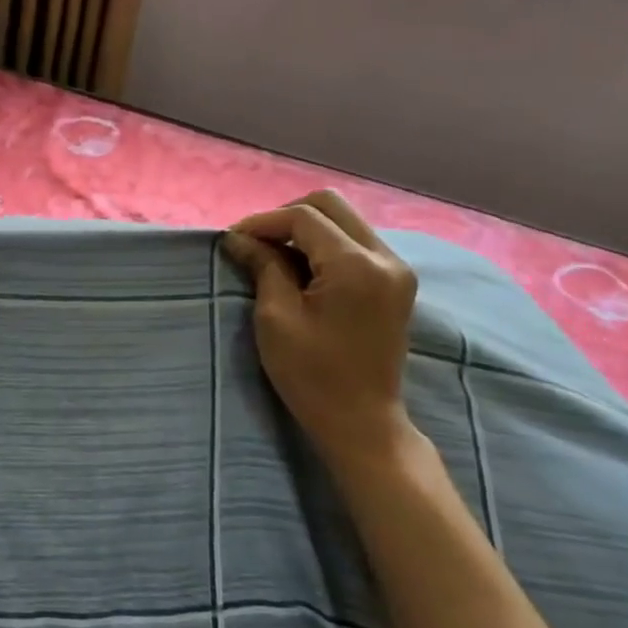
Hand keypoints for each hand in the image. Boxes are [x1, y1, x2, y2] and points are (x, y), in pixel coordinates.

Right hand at [222, 190, 422, 474]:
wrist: (362, 422)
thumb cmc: (312, 375)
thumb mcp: (277, 318)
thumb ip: (263, 266)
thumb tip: (239, 237)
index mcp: (356, 265)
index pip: (304, 218)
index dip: (262, 222)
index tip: (232, 241)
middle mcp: (384, 257)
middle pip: (330, 205)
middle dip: (286, 217)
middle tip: (255, 243)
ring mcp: (395, 269)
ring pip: (344, 220)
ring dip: (305, 229)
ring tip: (273, 255)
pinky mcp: (395, 282)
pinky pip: (355, 241)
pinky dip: (324, 244)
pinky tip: (301, 268)